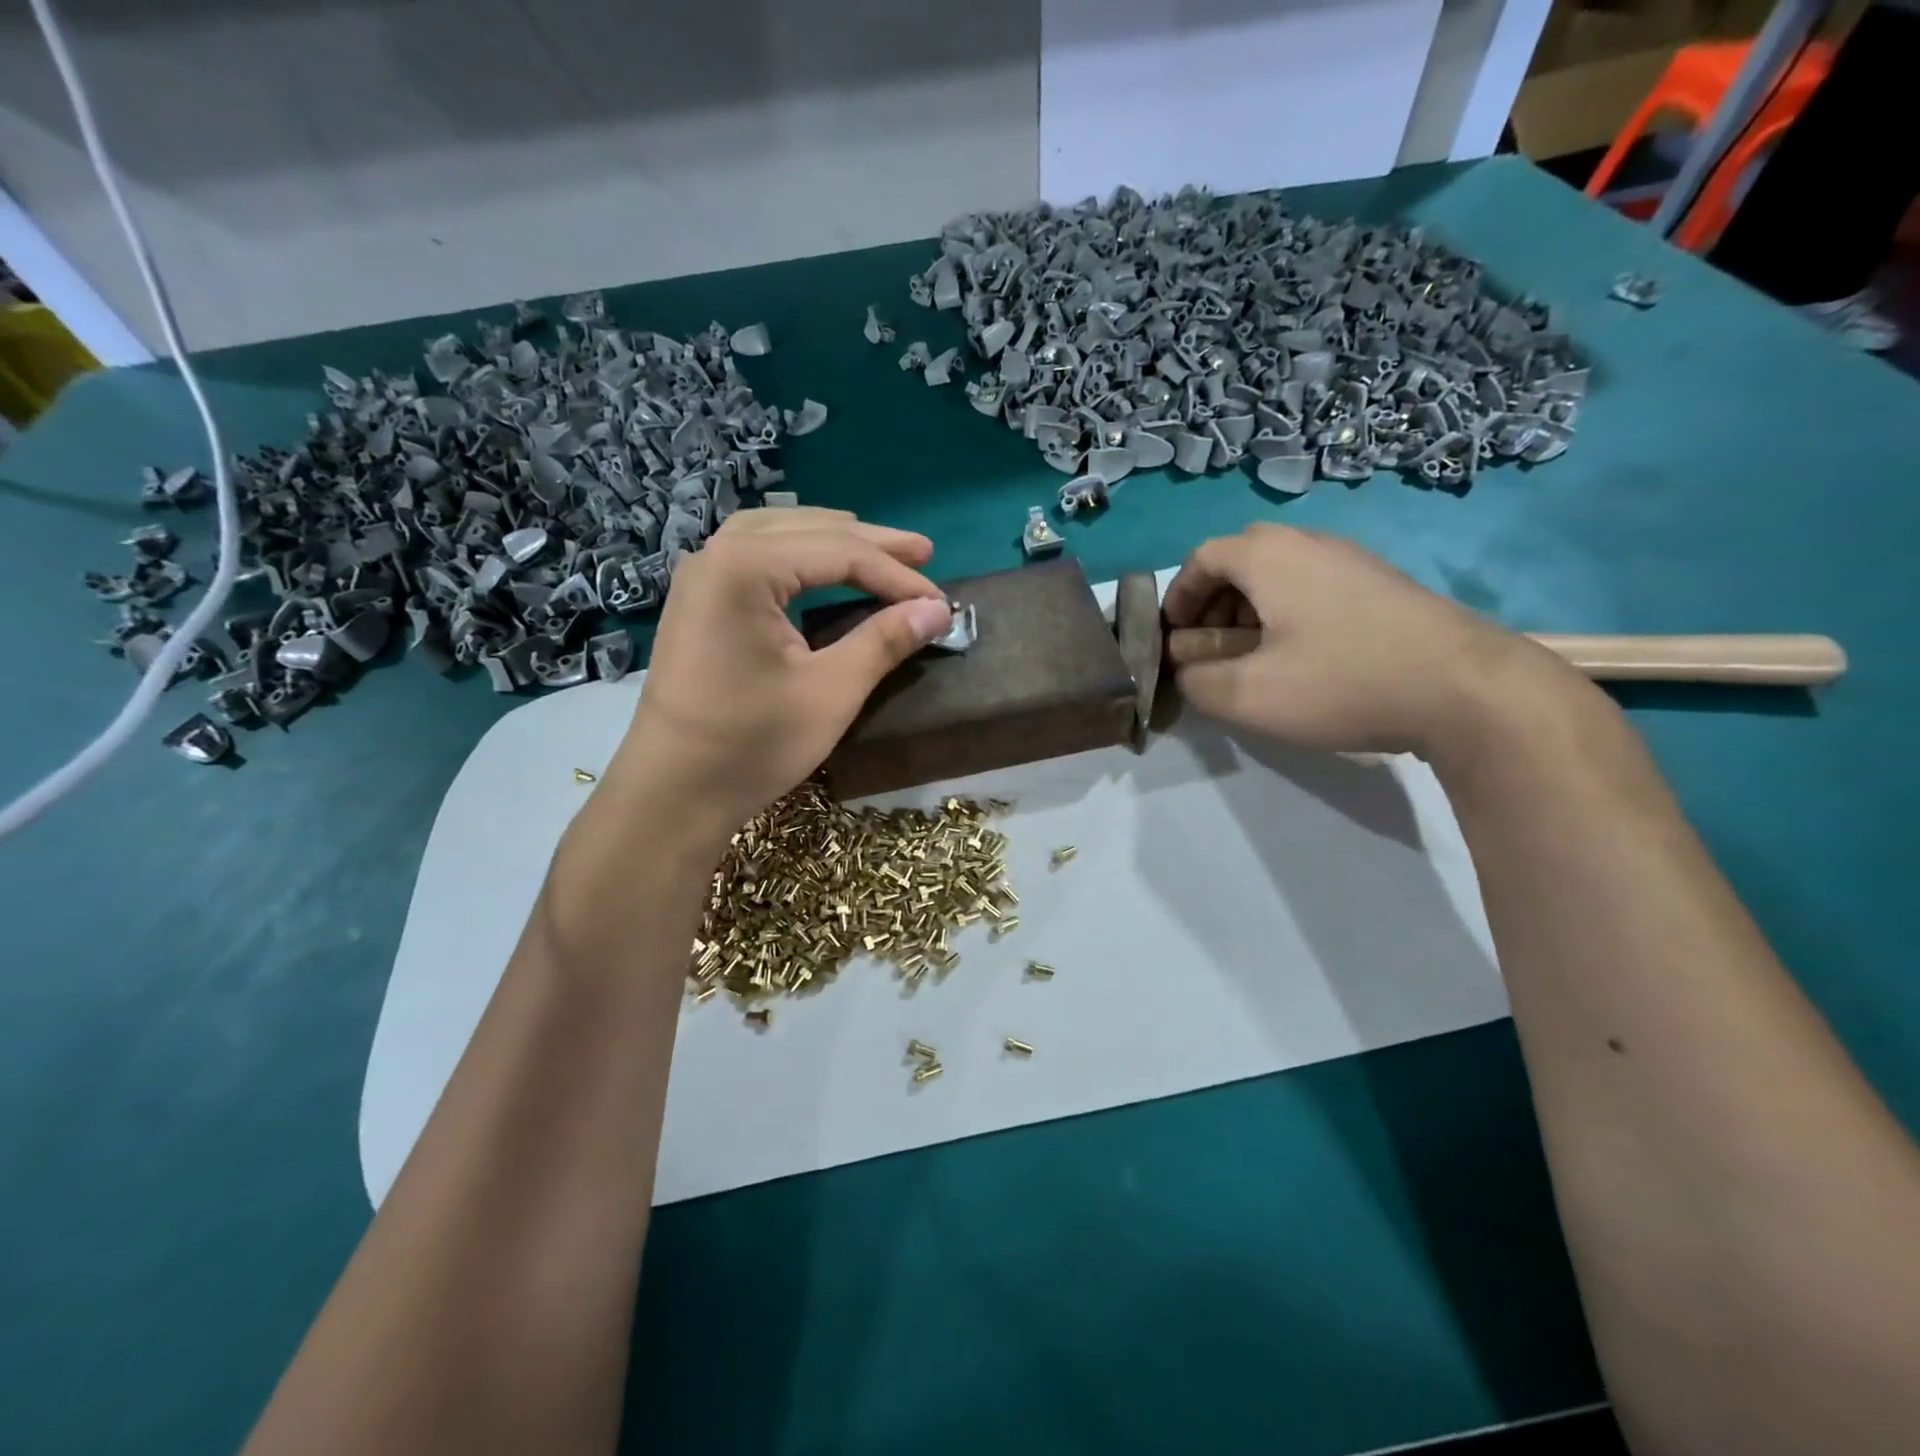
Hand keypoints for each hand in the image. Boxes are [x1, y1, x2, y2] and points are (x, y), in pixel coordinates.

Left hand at [612, 507, 951, 837]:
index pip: (840, 553)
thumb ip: (884, 641)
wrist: (672, 793)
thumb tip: (938, 610)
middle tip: (924, 552)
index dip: (896, 575)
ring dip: (832, 539)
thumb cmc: (751, 745)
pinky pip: (755, 554)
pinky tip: (817, 565)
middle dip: (870, 544)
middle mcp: (717, 554)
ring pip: (779, 534)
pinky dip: (797, 552)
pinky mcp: (698, 601)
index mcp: (745, 567)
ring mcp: (701, 576)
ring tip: (877, 549)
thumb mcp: (831, 692)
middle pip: (809, 530)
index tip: (941, 602)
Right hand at [1163, 523, 1568, 760]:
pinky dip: (1288, 612)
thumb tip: (1188, 668)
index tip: (1172, 638)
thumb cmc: (1342, 681)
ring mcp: (1351, 559)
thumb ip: (1198, 681)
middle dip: (1213, 602)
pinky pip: (1313, 585)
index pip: (1202, 557)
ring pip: (1279, 572)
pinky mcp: (1381, 583)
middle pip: (1240, 559)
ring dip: (1250, 609)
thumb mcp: (1249, 695)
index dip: (1177, 597)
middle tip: (1210, 646)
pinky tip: (1302, 656)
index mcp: (1268, 556)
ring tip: (1252, 656)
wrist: (1465, 688)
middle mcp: (1308, 542)